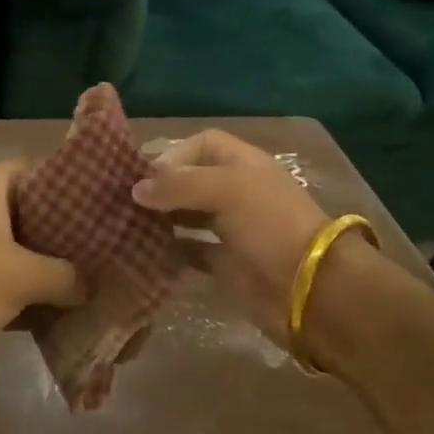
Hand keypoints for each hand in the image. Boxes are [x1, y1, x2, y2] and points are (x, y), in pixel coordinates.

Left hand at [0, 160, 84, 334]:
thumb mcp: (24, 275)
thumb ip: (66, 275)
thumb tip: (91, 284)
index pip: (32, 170)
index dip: (64, 179)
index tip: (97, 197)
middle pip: (27, 213)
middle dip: (61, 230)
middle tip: (101, 243)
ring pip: (15, 251)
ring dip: (44, 267)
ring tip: (89, 277)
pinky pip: (0, 282)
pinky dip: (25, 293)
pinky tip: (58, 308)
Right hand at [130, 129, 331, 348]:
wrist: (309, 288)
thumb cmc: (270, 225)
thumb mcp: (226, 190)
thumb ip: (178, 185)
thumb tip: (136, 190)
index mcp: (244, 165)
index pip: (204, 145)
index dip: (174, 154)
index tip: (145, 175)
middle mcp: (237, 193)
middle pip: (192, 180)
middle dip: (161, 187)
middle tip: (124, 200)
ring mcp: (232, 229)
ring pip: (188, 216)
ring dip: (162, 218)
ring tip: (128, 223)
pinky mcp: (227, 263)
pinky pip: (191, 251)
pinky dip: (170, 250)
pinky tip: (145, 251)